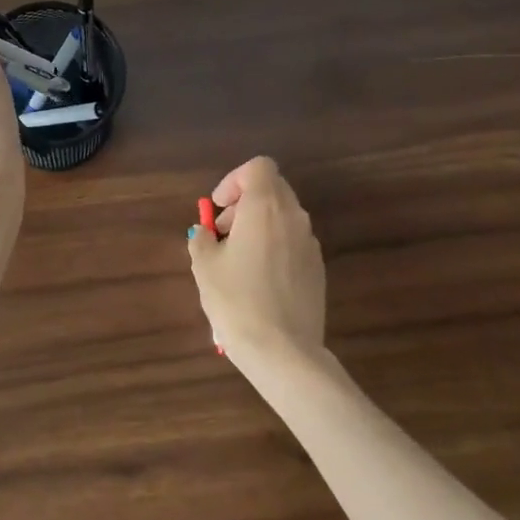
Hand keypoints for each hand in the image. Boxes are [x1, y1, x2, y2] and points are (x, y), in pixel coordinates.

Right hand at [186, 157, 326, 370]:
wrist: (283, 352)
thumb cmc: (237, 300)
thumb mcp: (204, 266)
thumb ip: (202, 239)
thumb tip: (206, 234)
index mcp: (265, 207)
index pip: (258, 167)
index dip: (234, 180)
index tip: (218, 208)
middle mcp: (293, 217)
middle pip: (272, 189)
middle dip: (244, 202)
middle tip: (223, 231)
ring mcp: (310, 244)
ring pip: (283, 216)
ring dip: (259, 224)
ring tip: (237, 259)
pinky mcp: (318, 269)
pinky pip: (293, 242)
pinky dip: (274, 246)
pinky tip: (257, 280)